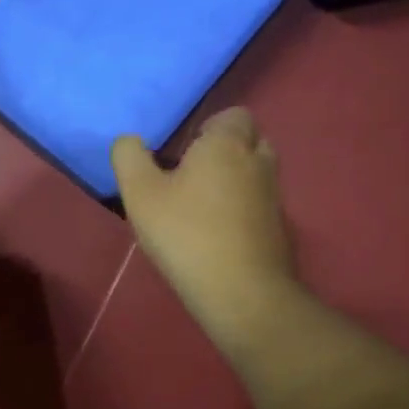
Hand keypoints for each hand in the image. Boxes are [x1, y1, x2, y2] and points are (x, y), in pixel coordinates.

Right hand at [112, 109, 297, 357]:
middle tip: (190, 174)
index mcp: (227, 144)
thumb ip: (129, 157)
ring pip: (256, 172)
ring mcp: (274, 196)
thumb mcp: (140, 193)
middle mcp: (258, 162)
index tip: (182, 152)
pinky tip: (217, 233)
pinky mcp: (280, 228)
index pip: (232, 115)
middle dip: (223, 151)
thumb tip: (129, 141)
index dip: (208, 127)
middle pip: (248, 140)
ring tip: (200, 205)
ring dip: (234, 180)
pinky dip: (243, 209)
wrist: (242, 293)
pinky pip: (259, 203)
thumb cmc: (186, 234)